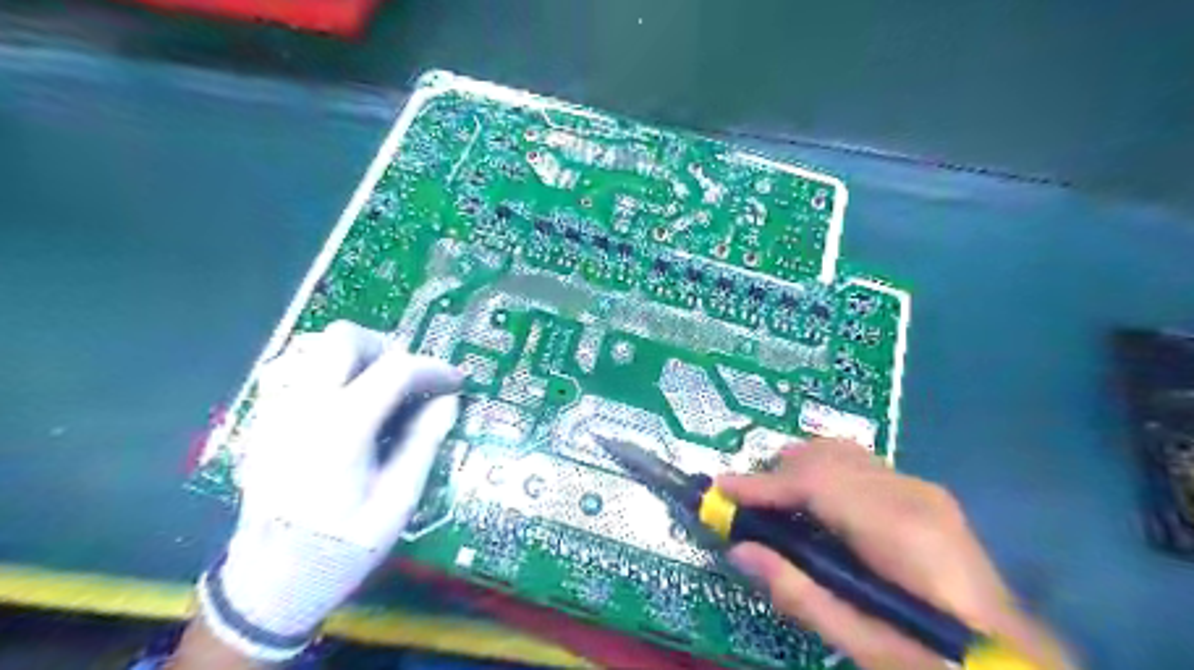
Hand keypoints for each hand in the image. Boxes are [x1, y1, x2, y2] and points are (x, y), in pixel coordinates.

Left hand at [189, 321, 461, 663]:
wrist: (269, 582)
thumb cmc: (343, 545)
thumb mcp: (398, 501)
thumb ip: (423, 443)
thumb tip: (448, 402)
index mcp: (340, 427)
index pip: (395, 369)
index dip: (434, 368)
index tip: (455, 382)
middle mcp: (302, 406)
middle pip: (344, 338)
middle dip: (387, 348)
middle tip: (410, 378)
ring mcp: (276, 410)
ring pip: (316, 348)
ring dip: (357, 358)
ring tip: (381, 391)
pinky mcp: (264, 421)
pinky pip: (299, 372)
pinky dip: (332, 374)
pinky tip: (348, 408)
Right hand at [713, 440, 1079, 669]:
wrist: (1013, 661)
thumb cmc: (934, 660)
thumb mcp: (863, 644)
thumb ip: (799, 593)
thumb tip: (741, 551)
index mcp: (900, 531)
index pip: (816, 482)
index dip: (764, 484)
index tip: (722, 490)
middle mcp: (912, 493)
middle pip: (827, 456)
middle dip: (778, 473)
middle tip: (745, 503)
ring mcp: (922, 489)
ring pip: (842, 453)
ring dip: (799, 469)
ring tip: (772, 501)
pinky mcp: (923, 494)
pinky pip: (858, 466)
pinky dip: (823, 474)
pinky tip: (813, 503)